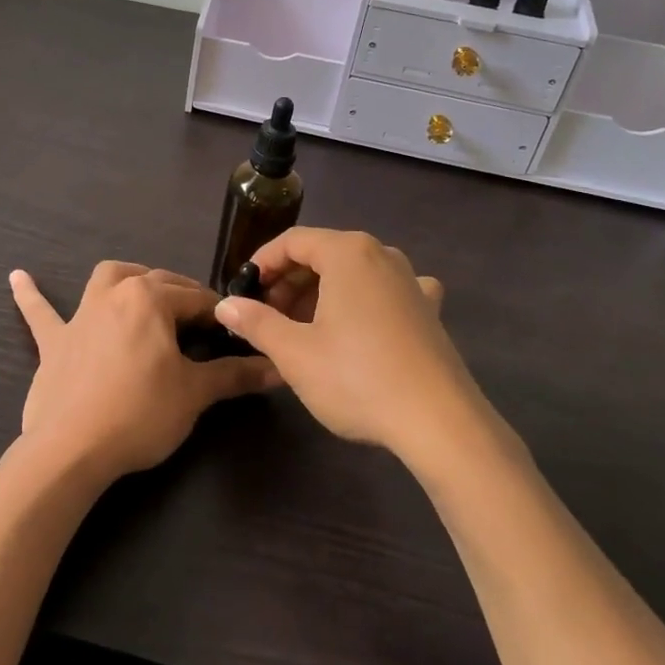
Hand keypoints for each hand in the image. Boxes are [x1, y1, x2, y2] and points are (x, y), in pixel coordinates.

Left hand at [10, 261, 274, 485]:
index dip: (221, 316)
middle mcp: (114, 294)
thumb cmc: (140, 414)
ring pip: (107, 279)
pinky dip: (31, 295)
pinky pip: (40, 312)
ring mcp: (80, 315)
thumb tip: (278, 368)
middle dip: (183, 296)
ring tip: (143, 289)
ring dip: (128, 279)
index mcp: (151, 299)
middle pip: (157, 283)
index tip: (236, 333)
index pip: (197, 299)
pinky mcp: (53, 341)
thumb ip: (236, 375)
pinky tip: (16, 277)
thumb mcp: (195, 394)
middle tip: (203, 325)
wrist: (71, 449)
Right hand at [215, 228, 514, 464]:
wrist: (440, 423)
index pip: (293, 241)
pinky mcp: (428, 311)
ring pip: (353, 275)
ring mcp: (411, 281)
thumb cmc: (357, 378)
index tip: (243, 292)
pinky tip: (360, 327)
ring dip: (321, 295)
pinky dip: (363, 303)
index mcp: (348, 252)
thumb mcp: (294, 352)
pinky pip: (385, 293)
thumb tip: (225, 305)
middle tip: (267, 317)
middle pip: (323, 254)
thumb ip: (256, 322)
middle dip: (289, 282)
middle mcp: (382, 255)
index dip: (262, 263)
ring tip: (302, 330)